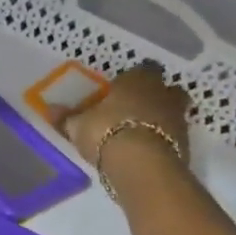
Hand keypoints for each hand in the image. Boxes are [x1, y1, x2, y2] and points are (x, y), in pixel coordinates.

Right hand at [61, 63, 190, 164]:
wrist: (141, 165)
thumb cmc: (106, 132)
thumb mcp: (79, 126)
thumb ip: (67, 117)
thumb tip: (50, 109)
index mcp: (138, 80)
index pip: (143, 69)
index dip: (134, 78)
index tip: (123, 89)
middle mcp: (163, 93)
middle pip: (166, 89)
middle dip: (156, 96)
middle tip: (138, 109)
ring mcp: (179, 118)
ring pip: (173, 112)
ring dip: (161, 120)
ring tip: (140, 134)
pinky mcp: (186, 144)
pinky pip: (174, 137)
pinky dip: (164, 142)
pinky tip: (147, 152)